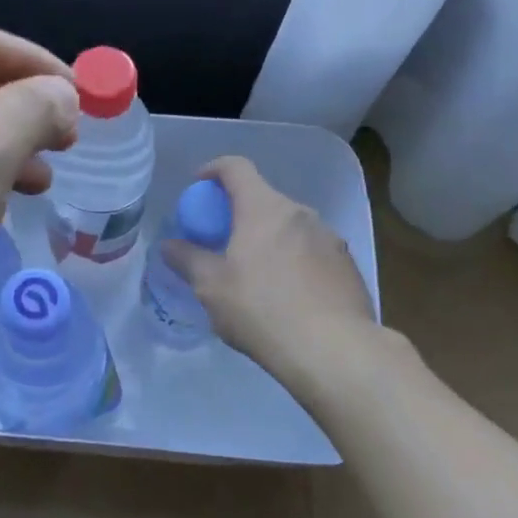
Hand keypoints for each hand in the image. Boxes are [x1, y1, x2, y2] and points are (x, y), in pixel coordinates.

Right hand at [164, 157, 378, 383]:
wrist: (333, 350)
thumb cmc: (261, 309)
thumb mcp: (211, 287)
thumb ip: (187, 259)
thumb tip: (169, 244)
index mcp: (264, 208)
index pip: (236, 168)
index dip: (213, 170)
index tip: (198, 185)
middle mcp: (301, 213)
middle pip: (264, 199)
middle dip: (240, 214)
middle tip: (222, 242)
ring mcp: (330, 238)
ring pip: (290, 227)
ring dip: (270, 239)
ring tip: (256, 275)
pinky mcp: (348, 266)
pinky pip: (312, 252)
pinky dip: (294, 261)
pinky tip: (288, 297)